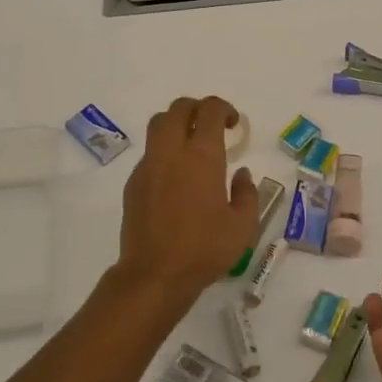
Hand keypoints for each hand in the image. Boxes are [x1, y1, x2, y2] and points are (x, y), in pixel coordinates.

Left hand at [115, 96, 260, 303]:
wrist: (155, 274)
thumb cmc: (205, 249)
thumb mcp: (243, 225)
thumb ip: (247, 193)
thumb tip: (241, 174)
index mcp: (202, 155)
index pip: (210, 110)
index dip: (224, 108)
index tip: (233, 124)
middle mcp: (172, 151)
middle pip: (179, 107)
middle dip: (197, 108)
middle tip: (211, 126)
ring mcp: (148, 165)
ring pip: (158, 124)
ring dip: (176, 124)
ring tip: (191, 146)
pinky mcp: (133, 182)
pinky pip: (149, 153)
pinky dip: (164, 152)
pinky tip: (175, 179)